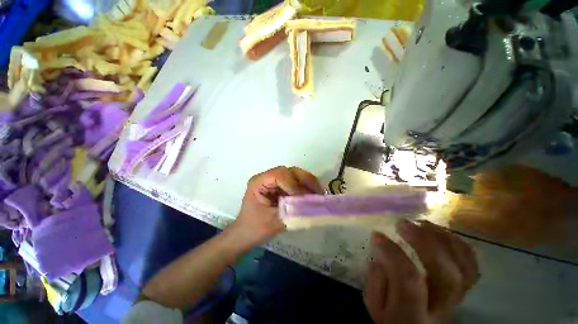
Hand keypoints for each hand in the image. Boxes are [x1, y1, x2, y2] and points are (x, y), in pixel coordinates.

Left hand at [230, 166, 323, 248]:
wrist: (245, 234)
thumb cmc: (254, 228)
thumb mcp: (273, 222)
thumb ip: (292, 213)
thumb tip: (312, 206)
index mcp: (259, 182)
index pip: (279, 175)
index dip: (293, 185)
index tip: (302, 199)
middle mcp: (266, 177)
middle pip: (289, 171)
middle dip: (305, 180)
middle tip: (318, 192)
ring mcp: (273, 181)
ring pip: (294, 175)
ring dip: (307, 183)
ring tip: (318, 193)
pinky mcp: (279, 187)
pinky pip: (294, 182)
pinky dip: (305, 187)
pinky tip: (312, 195)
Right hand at [364, 221, 478, 323]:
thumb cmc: (391, 320)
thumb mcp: (375, 308)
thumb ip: (375, 283)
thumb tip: (380, 256)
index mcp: (411, 315)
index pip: (408, 280)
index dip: (393, 252)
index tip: (377, 235)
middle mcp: (440, 309)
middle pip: (445, 274)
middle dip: (424, 242)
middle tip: (402, 224)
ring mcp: (456, 300)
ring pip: (464, 269)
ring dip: (444, 240)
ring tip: (422, 223)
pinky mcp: (462, 292)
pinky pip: (471, 267)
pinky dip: (460, 246)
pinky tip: (442, 233)